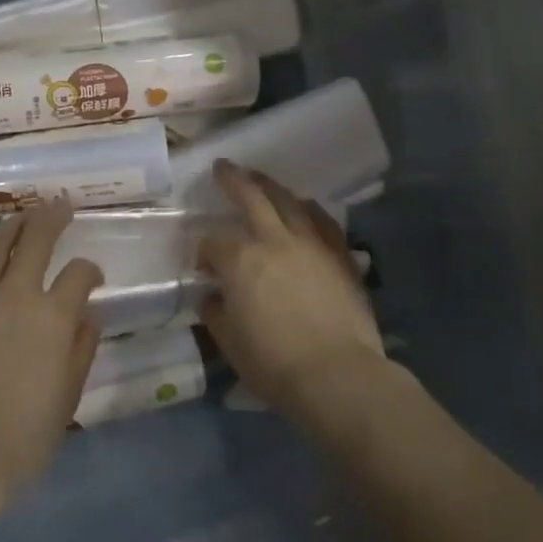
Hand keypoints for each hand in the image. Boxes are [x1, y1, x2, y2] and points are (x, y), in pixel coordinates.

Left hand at [0, 200, 103, 500]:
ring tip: (22, 218)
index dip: (90, 270)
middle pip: (35, 238)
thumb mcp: (69, 394)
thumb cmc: (24, 433)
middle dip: (52, 216)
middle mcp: (15, 294)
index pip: (79, 273)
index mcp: (53, 315)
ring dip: (12, 225)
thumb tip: (86, 315)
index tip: (93, 276)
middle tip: (61, 205)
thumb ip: (81, 347)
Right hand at [199, 161, 384, 417]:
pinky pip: (323, 221)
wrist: (337, 374)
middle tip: (223, 166)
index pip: (213, 243)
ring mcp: (310, 244)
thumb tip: (213, 296)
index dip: (203, 251)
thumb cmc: (274, 363)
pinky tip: (305, 205)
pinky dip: (310, 209)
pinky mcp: (340, 255)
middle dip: (233, 180)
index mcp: (239, 260)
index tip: (202, 265)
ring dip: (270, 185)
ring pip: (288, 201)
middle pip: (250, 198)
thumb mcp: (229, 342)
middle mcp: (273, 240)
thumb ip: (216, 312)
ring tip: (260, 177)